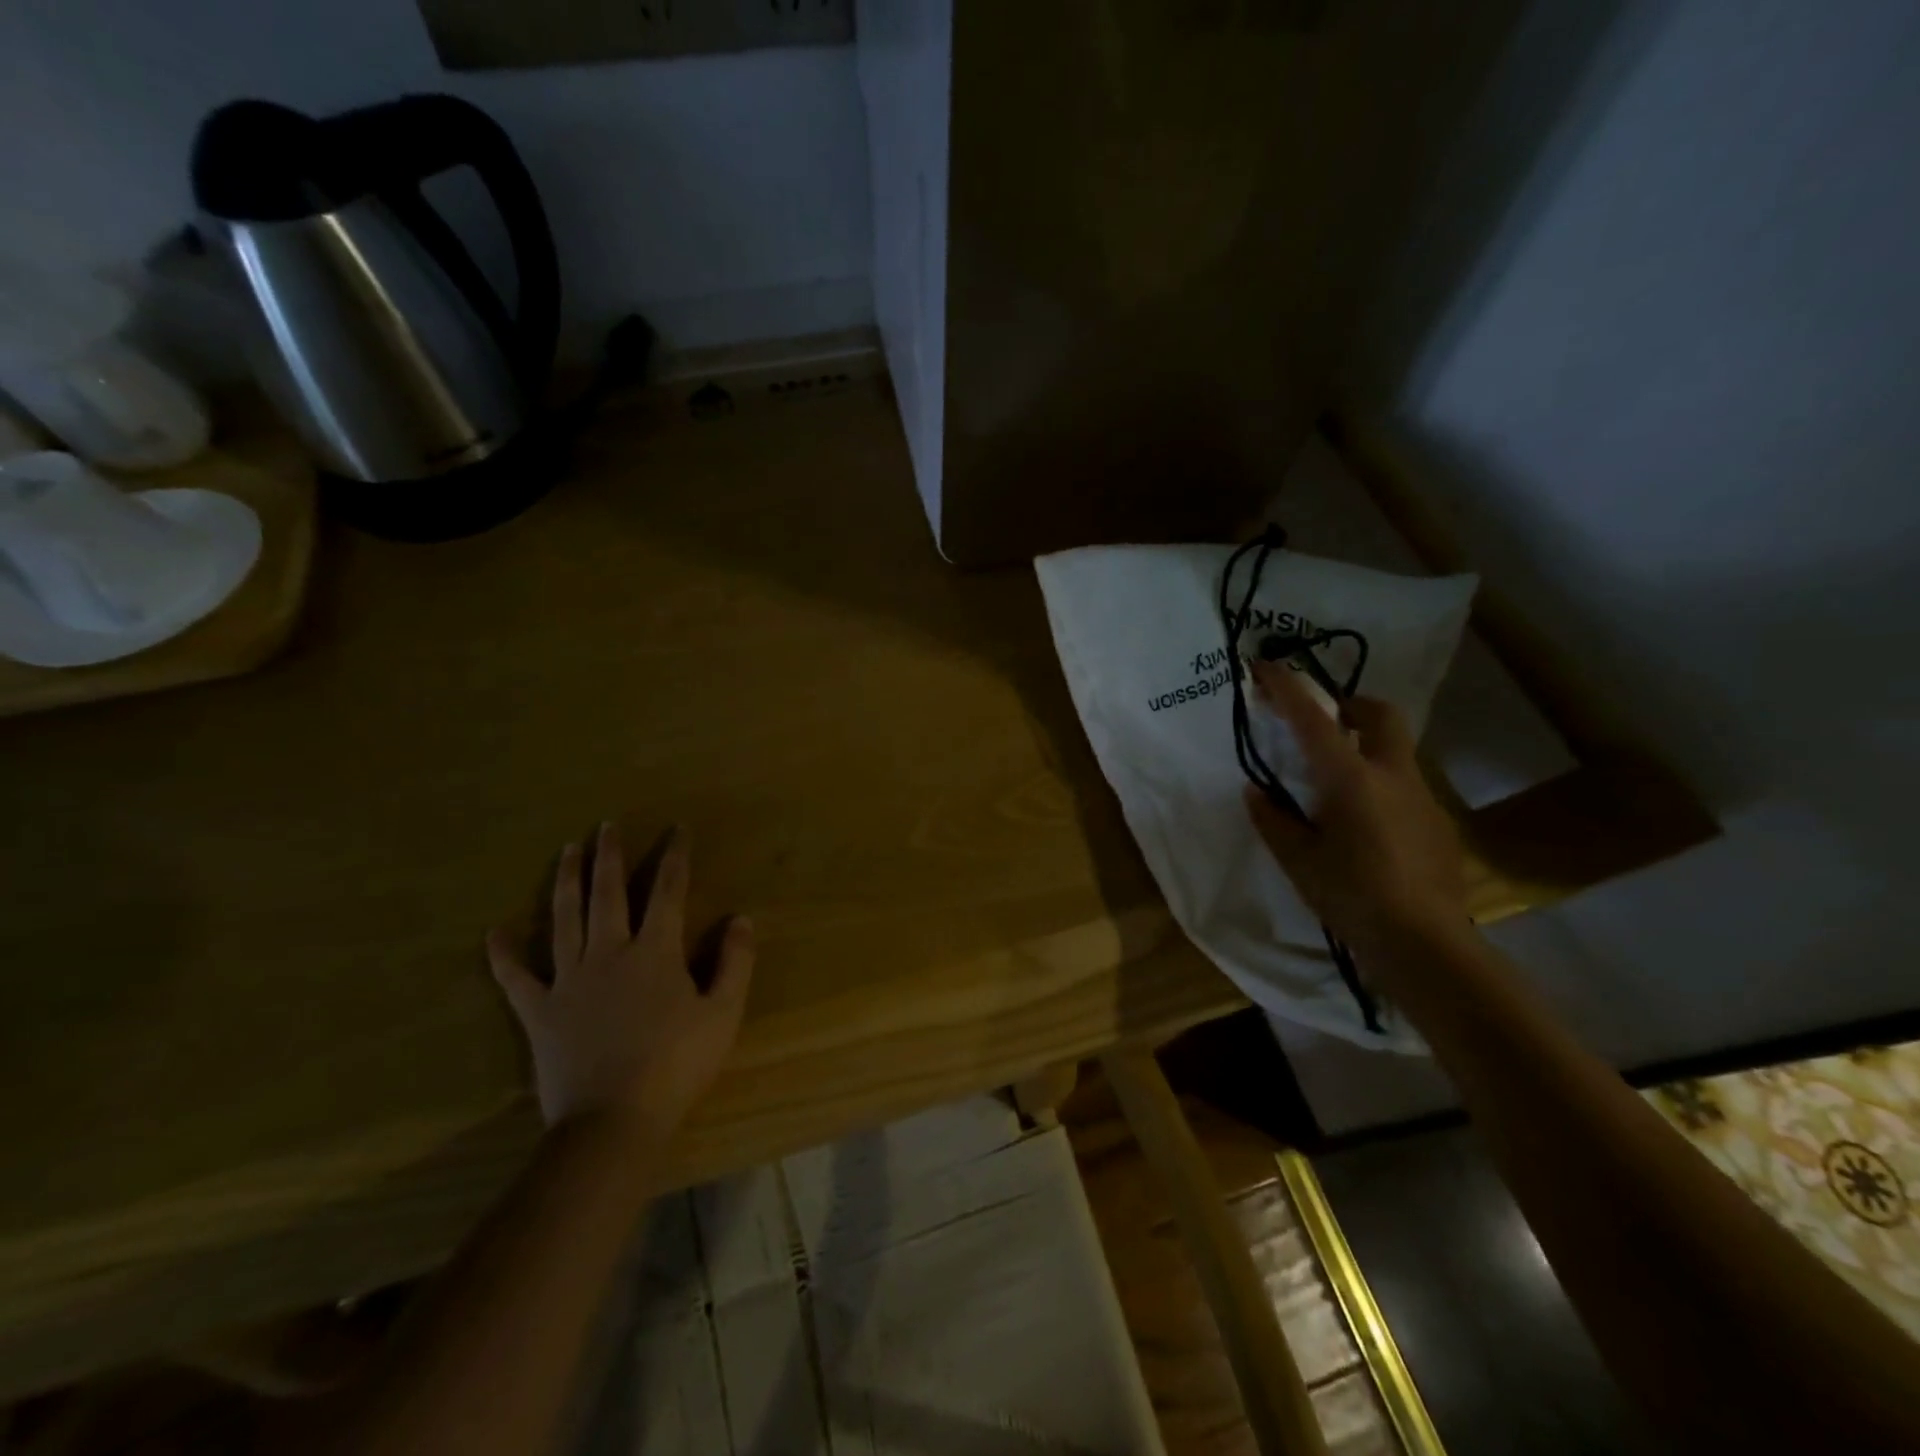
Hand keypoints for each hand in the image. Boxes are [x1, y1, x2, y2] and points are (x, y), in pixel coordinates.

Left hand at [486, 824, 753, 1142]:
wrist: (614, 1120)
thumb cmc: (676, 1065)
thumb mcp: (723, 1013)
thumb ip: (734, 962)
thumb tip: (740, 918)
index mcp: (655, 952)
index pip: (667, 891)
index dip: (674, 857)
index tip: (676, 829)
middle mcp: (609, 953)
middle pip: (608, 893)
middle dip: (609, 856)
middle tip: (605, 826)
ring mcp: (569, 980)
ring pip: (564, 919)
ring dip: (566, 882)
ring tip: (566, 851)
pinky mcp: (539, 1011)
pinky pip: (516, 977)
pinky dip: (503, 955)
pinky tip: (493, 933)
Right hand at [1245, 658, 1467, 955]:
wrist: (1424, 943)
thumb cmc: (1350, 896)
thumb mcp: (1297, 859)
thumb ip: (1273, 819)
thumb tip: (1258, 792)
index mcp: (1349, 779)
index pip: (1313, 719)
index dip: (1288, 688)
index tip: (1267, 666)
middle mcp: (1392, 776)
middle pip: (1380, 714)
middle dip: (1351, 705)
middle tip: (1325, 721)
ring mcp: (1423, 798)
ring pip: (1396, 753)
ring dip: (1367, 750)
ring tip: (1338, 789)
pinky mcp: (1439, 824)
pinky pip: (1405, 789)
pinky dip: (1382, 789)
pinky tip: (1368, 830)